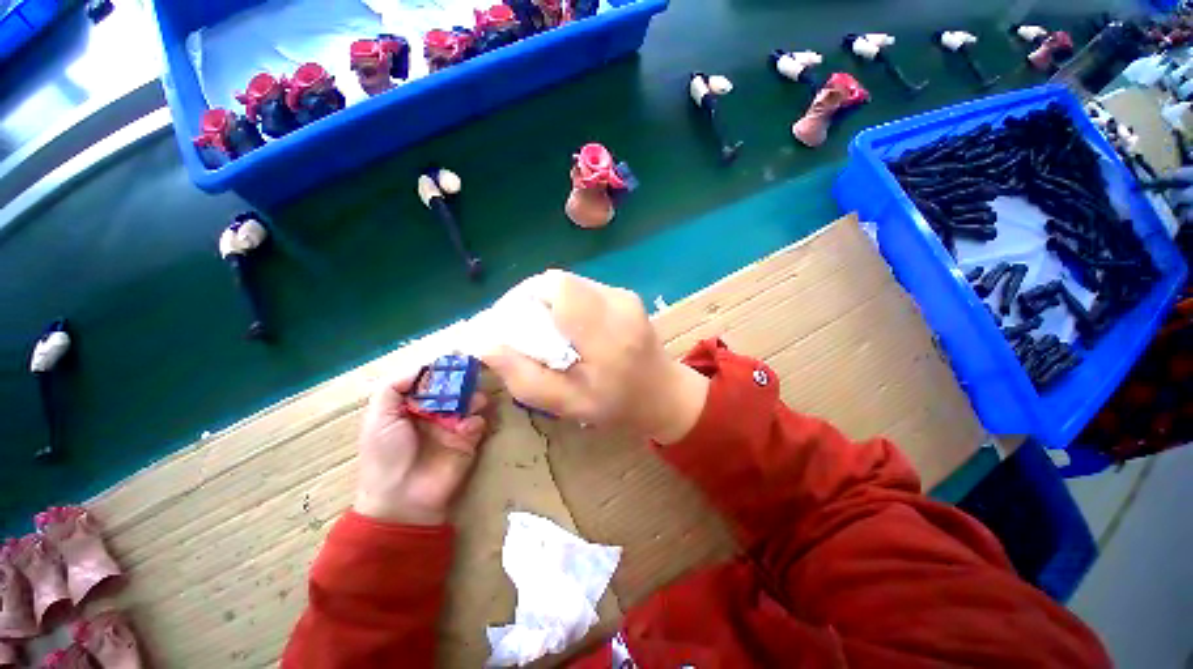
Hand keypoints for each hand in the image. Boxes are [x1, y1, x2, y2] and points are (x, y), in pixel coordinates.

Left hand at [353, 375, 488, 525]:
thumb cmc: (385, 454)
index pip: (430, 379)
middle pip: (454, 387)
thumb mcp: (379, 417)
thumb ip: (395, 386)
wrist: (403, 497)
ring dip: (474, 397)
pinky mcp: (469, 440)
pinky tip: (467, 428)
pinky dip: (476, 421)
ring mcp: (453, 425)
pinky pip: (479, 422)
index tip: (456, 355)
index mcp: (411, 405)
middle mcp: (434, 412)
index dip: (442, 368)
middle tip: (472, 374)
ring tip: (474, 401)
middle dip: (463, 380)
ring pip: (471, 401)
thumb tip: (424, 365)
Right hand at [482, 270, 707, 443]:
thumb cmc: (617, 406)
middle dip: (532, 301)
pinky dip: (567, 304)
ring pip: (570, 284)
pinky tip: (570, 329)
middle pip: (559, 282)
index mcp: (605, 332)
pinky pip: (584, 290)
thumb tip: (485, 345)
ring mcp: (624, 296)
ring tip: (547, 332)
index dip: (524, 298)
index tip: (511, 324)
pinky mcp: (625, 296)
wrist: (664, 394)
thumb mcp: (567, 404)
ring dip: (550, 304)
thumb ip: (524, 377)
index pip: (557, 287)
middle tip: (524, 331)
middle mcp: (617, 304)